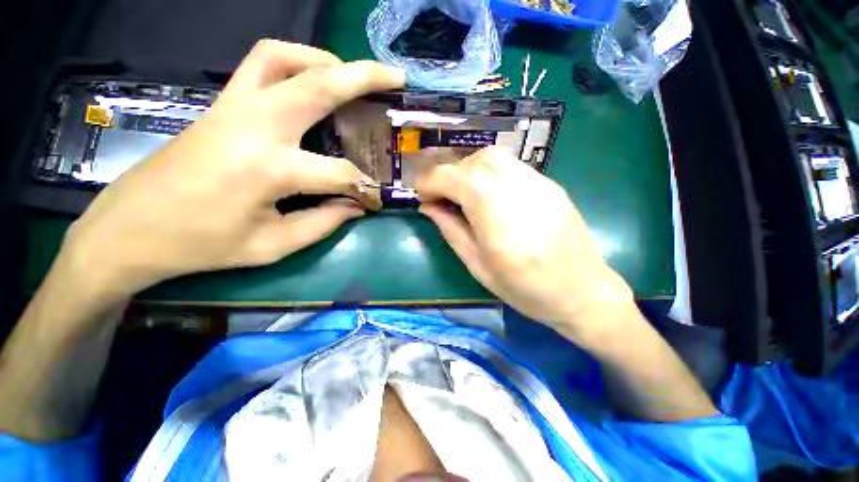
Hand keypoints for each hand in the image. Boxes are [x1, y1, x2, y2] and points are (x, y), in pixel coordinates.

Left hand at [63, 40, 404, 297]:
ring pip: (283, 57)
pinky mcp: (221, 105)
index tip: (374, 202)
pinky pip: (259, 64)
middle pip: (318, 84)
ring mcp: (232, 107)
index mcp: (268, 168)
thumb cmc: (202, 245)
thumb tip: (355, 206)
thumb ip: (324, 223)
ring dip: (324, 60)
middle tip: (395, 78)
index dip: (364, 190)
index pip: (339, 174)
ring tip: (351, 77)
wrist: (130, 229)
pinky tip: (310, 82)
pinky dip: (293, 62)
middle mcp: (254, 125)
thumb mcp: (273, 246)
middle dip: (365, 77)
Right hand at [417, 147, 633, 337]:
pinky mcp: (549, 184)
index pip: (454, 177)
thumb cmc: (525, 288)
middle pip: (473, 161)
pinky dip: (489, 172)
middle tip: (443, 197)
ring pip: (492, 157)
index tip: (422, 196)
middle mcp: (516, 189)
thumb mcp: (477, 265)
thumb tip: (428, 207)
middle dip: (449, 174)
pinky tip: (489, 195)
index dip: (430, 182)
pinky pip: (511, 166)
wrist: (582, 291)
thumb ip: (451, 230)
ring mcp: (538, 182)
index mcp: (495, 214)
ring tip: (464, 194)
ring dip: (468, 170)